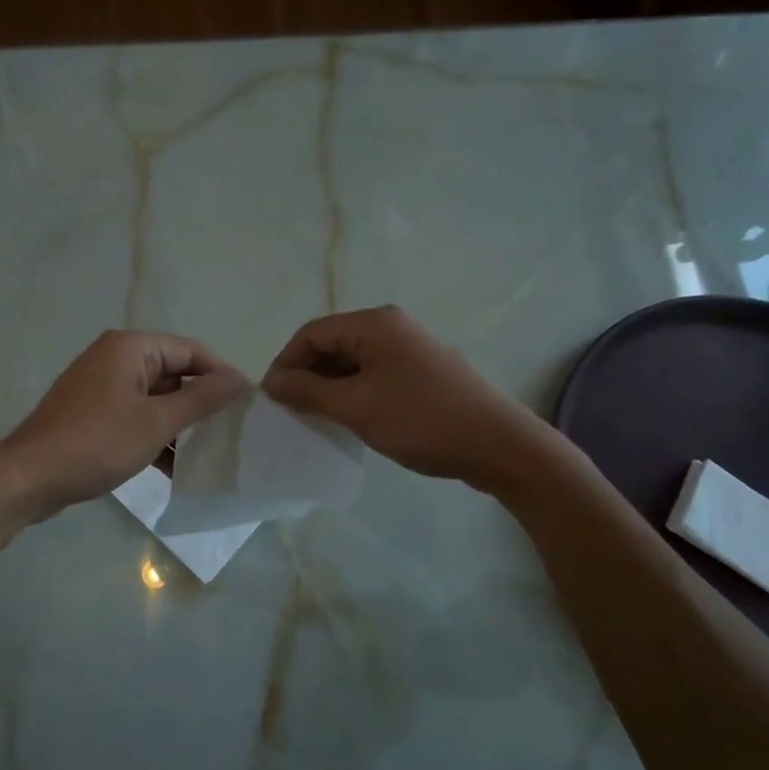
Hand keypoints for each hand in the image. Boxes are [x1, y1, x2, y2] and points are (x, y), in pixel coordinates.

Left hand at [0, 331, 247, 519]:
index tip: (247, 405)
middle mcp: (114, 358)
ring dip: (178, 424)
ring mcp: (100, 386)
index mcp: (130, 348)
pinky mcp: (91, 413)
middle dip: (200, 402)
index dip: (221, 375)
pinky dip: (154, 435)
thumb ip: (201, 399)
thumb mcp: (157, 422)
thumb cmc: (98, 442)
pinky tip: (173, 467)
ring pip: (154, 398)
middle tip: (231, 431)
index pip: (190, 351)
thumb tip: (240, 380)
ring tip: (208, 452)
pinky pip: (134, 415)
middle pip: (172, 373)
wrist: (29, 477)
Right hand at [261, 306, 574, 497]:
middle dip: (307, 374)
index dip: (286, 362)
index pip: (312, 332)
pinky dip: (354, 391)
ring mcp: (410, 347)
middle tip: (291, 411)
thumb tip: (271, 382)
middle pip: (332, 342)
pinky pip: (374, 373)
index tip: (272, 399)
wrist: (498, 445)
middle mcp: (391, 326)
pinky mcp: (422, 370)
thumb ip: (308, 391)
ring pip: (353, 360)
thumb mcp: (356, 407)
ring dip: (329, 385)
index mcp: (375, 323)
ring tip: (316, 417)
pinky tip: (349, 417)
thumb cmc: (421, 421)